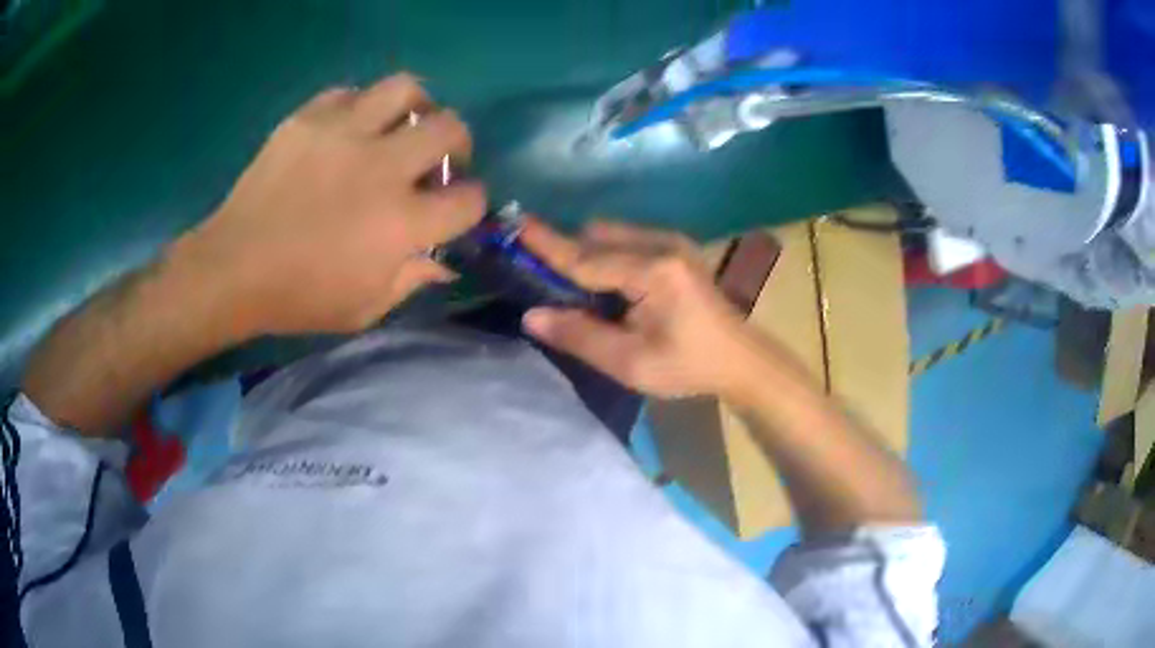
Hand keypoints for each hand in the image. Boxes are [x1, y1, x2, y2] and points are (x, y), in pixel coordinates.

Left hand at [176, 73, 485, 335]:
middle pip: (450, 129)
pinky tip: (349, 129)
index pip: (468, 199)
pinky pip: (350, 93)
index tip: (455, 207)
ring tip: (402, 125)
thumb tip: (443, 263)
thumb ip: (412, 281)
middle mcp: (383, 168)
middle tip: (439, 157)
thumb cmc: (300, 298)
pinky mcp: (308, 119)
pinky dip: (359, 107)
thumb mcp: (365, 310)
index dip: (471, 203)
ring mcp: (344, 134)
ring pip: (405, 90)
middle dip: (458, 143)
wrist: (234, 268)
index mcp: (402, 223)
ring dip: (416, 107)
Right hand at [519, 219, 771, 398]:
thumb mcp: (630, 364)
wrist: (739, 359)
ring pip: (610, 234)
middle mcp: (662, 244)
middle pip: (597, 237)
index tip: (515, 225)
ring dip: (588, 255)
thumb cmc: (688, 366)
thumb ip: (580, 336)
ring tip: (582, 295)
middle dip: (568, 253)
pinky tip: (611, 289)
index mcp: (654, 271)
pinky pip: (626, 239)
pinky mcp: (675, 246)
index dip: (547, 245)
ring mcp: (672, 241)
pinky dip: (607, 256)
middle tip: (548, 285)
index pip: (587, 257)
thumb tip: (531, 316)